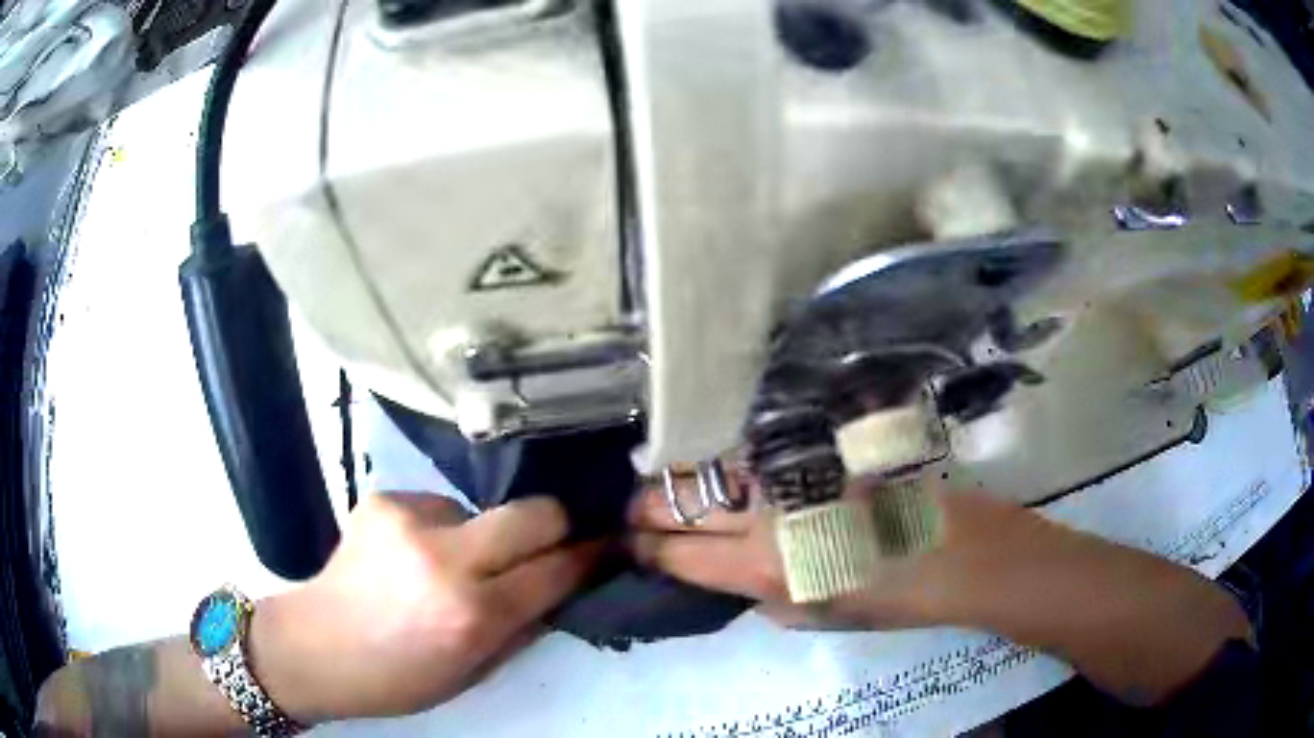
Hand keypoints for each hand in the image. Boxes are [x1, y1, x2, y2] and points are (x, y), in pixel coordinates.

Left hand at [254, 493, 601, 722]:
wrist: (317, 647)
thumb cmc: (399, 677)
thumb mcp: (474, 672)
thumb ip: (523, 626)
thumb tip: (560, 584)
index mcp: (473, 614)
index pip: (556, 569)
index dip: (589, 556)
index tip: (605, 547)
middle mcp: (446, 558)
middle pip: (534, 512)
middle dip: (555, 525)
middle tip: (548, 542)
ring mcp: (409, 520)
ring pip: (482, 508)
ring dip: (482, 534)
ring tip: (450, 563)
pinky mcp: (383, 499)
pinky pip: (437, 505)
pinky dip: (438, 529)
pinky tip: (410, 555)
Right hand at [627, 470, 1015, 629]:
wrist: (957, 550)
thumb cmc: (891, 599)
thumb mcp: (817, 617)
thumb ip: (764, 598)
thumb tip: (730, 576)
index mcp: (763, 568)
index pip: (678, 554)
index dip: (645, 548)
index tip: (627, 543)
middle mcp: (764, 515)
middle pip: (679, 501)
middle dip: (643, 505)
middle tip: (630, 508)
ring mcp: (789, 475)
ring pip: (709, 467)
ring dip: (677, 477)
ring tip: (661, 483)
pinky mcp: (816, 450)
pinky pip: (752, 453)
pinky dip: (723, 461)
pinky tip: (714, 464)